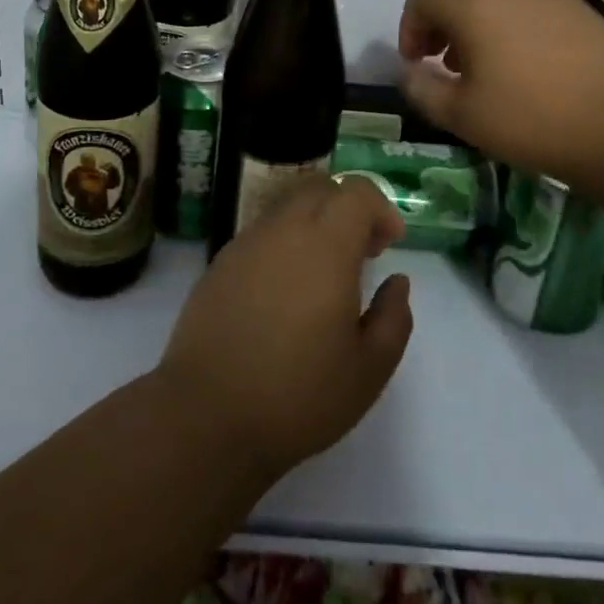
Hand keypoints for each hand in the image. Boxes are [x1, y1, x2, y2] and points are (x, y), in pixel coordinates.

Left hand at [156, 175, 412, 478]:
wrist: (207, 415)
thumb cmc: (299, 394)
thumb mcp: (369, 369)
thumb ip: (393, 317)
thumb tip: (396, 281)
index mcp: (325, 245)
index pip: (357, 192)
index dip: (380, 208)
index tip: (390, 244)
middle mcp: (284, 230)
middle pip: (320, 188)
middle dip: (348, 208)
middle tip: (362, 252)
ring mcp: (246, 243)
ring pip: (288, 208)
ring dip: (314, 224)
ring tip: (323, 275)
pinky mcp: (220, 263)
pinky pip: (261, 233)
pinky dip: (284, 244)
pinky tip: (285, 292)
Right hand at [397, 0, 603, 184]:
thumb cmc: (532, 116)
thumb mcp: (461, 114)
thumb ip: (421, 89)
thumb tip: (408, 72)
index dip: (409, 28)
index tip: (416, 63)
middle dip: (439, 16)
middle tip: (442, 58)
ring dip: (472, 14)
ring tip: (479, 61)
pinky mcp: (570, 0)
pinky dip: (505, 16)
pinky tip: (519, 58)